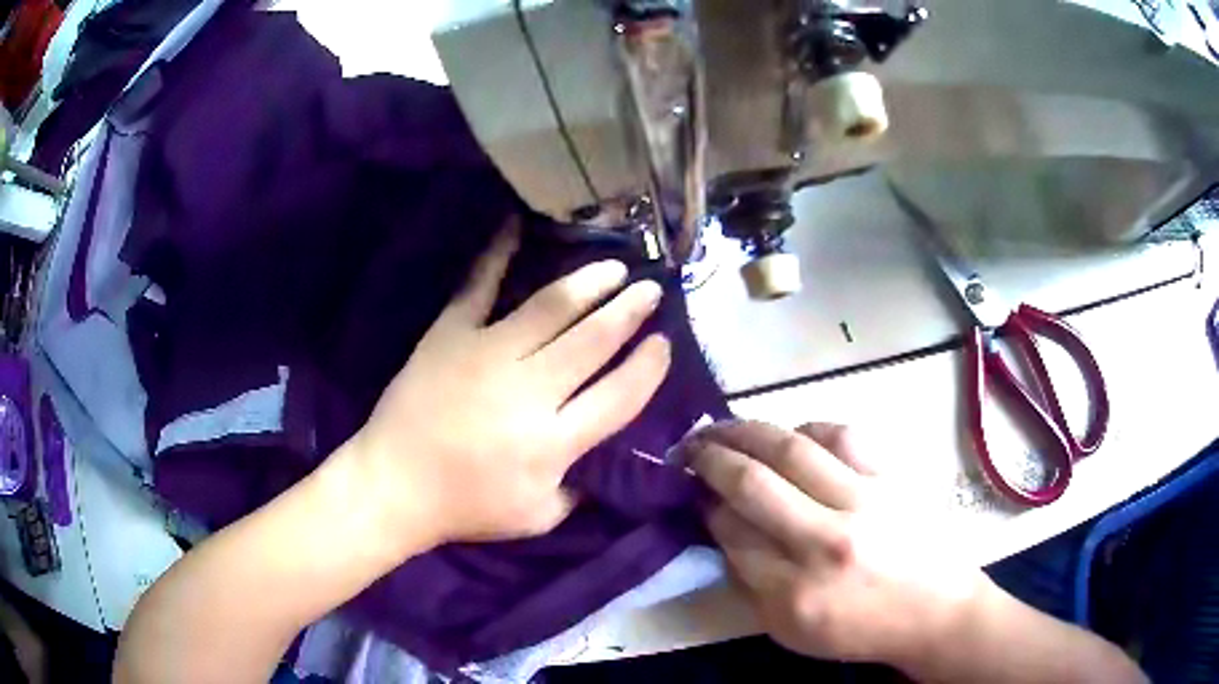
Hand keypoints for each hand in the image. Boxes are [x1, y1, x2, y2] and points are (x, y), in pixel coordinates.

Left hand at [350, 218, 670, 547]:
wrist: (394, 485)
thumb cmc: (465, 508)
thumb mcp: (537, 516)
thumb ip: (577, 489)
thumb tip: (598, 455)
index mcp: (554, 441)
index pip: (620, 395)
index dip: (649, 367)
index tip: (663, 343)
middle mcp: (530, 390)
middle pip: (593, 340)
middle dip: (630, 310)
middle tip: (650, 289)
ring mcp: (487, 354)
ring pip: (551, 308)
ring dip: (590, 284)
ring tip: (614, 268)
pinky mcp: (450, 334)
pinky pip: (478, 287)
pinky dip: (498, 254)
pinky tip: (518, 225)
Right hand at [687, 421, 987, 668]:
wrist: (935, 611)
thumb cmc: (861, 629)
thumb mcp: (791, 631)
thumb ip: (750, 582)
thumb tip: (721, 526)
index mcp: (795, 592)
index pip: (731, 532)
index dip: (704, 504)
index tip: (693, 490)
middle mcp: (826, 541)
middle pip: (752, 483)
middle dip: (710, 457)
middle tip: (689, 447)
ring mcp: (864, 501)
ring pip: (793, 448)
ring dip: (747, 431)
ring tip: (725, 427)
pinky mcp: (891, 477)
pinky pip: (843, 435)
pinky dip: (807, 427)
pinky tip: (791, 433)